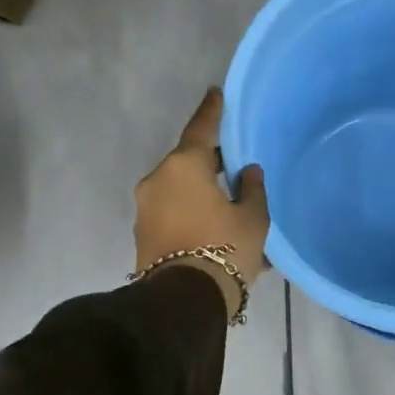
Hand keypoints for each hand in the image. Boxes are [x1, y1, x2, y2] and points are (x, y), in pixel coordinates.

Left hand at [135, 88, 268, 320]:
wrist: (183, 302)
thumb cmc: (224, 248)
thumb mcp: (252, 218)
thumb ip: (251, 188)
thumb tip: (246, 172)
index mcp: (184, 166)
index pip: (201, 129)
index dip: (211, 111)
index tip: (215, 93)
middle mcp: (158, 180)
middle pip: (188, 163)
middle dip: (209, 166)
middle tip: (233, 172)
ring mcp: (146, 209)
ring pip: (180, 192)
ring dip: (202, 196)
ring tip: (230, 214)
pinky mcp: (142, 235)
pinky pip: (173, 215)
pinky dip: (192, 217)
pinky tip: (217, 236)